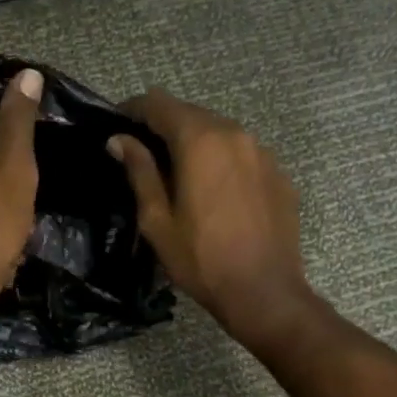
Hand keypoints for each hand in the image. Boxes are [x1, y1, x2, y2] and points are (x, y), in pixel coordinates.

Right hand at [110, 90, 310, 347]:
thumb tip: (120, 140)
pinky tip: (215, 194)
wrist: (264, 292)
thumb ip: (140, 171)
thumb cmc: (200, 260)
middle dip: (164, 127)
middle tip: (143, 154)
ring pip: (220, 133)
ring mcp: (263, 153)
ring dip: (196, 144)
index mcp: (200, 141)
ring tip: (179, 174)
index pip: (159, 104)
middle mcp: (235, 134)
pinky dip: (222, 163)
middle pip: (192, 115)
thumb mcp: (157, 220)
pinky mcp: (279, 175)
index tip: (117, 125)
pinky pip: (243, 156)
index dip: (133, 110)